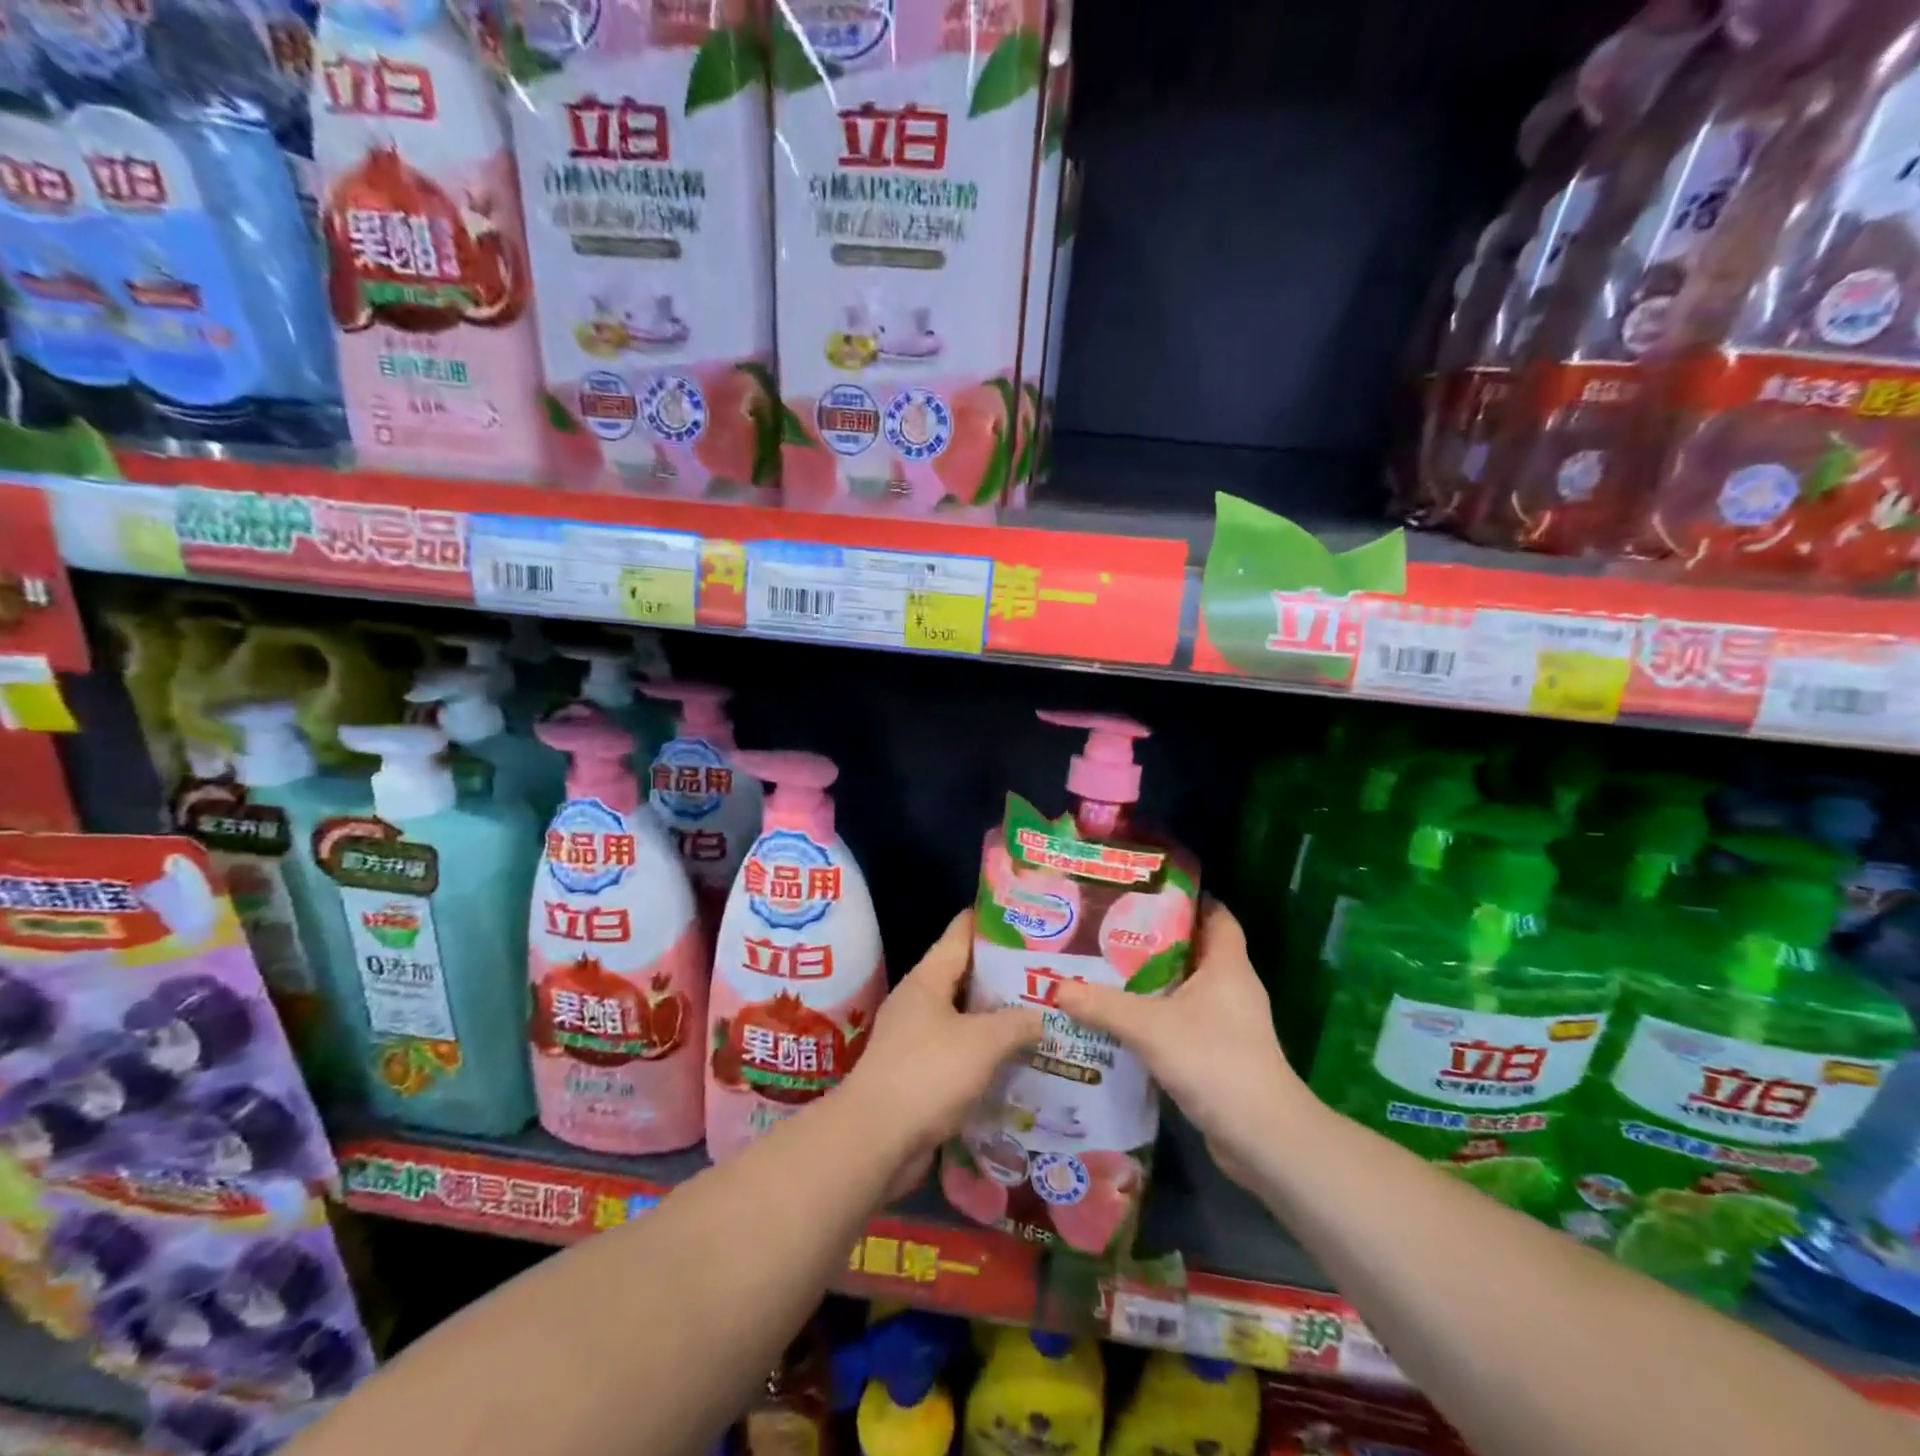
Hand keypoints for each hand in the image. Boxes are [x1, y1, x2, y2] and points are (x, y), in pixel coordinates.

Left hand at [839, 910, 1041, 1195]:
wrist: (876, 1140)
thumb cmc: (928, 1073)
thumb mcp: (983, 1042)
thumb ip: (1017, 1023)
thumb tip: (1041, 1016)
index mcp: (928, 979)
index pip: (961, 933)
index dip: (992, 922)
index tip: (1028, 920)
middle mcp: (919, 1002)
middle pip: (966, 977)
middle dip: (1004, 976)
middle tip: (1048, 975)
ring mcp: (916, 1039)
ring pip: (965, 1019)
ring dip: (998, 1020)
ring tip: (1042, 1018)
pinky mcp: (919, 1075)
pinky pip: (960, 1054)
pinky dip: (985, 1056)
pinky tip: (1018, 1063)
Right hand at [1057, 899, 1309, 1188]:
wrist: (1261, 1137)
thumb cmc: (1214, 1060)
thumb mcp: (1149, 1027)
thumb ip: (1103, 1005)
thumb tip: (1057, 988)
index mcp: (1227, 965)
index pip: (1216, 915)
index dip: (1186, 900)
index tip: (1146, 893)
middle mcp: (1232, 987)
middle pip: (1194, 950)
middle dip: (1155, 940)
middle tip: (1110, 930)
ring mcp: (1230, 1023)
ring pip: (1186, 988)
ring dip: (1153, 982)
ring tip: (1107, 971)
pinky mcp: (1221, 1053)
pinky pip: (1184, 1021)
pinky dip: (1157, 1017)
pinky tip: (1122, 1021)